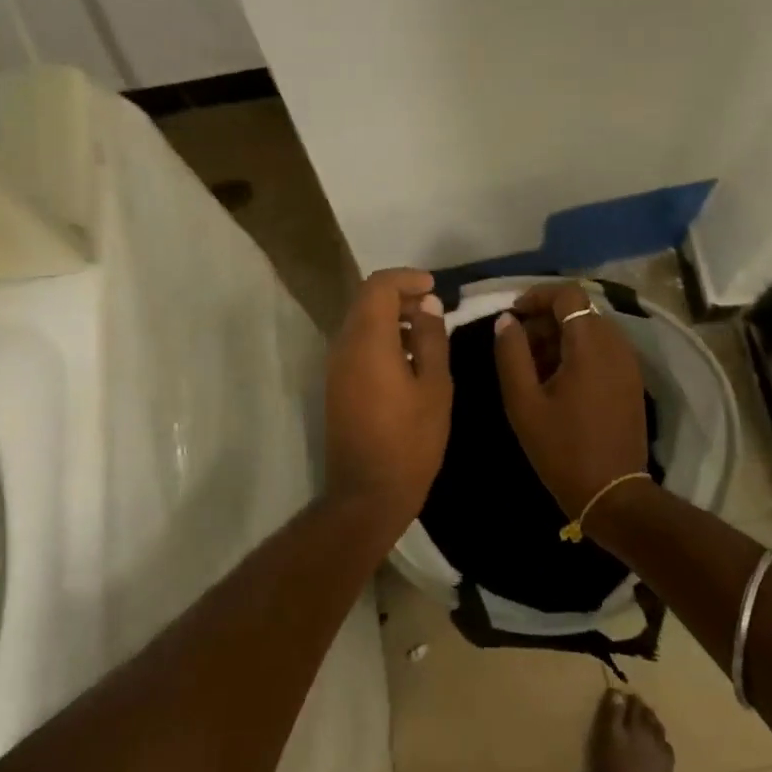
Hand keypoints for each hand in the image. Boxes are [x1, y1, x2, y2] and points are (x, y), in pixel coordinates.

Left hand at [324, 268, 451, 537]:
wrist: (367, 493)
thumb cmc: (410, 440)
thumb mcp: (435, 387)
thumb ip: (431, 339)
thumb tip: (427, 305)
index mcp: (368, 341)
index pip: (378, 286)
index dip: (406, 278)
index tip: (434, 287)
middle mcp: (344, 346)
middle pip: (366, 301)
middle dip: (400, 295)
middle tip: (434, 307)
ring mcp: (335, 367)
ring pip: (360, 322)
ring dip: (390, 317)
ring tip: (426, 332)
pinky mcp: (336, 385)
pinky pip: (356, 345)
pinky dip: (381, 338)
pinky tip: (408, 357)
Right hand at [493, 281, 650, 519]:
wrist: (613, 493)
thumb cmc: (562, 448)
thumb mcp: (523, 402)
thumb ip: (511, 354)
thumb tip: (506, 320)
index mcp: (590, 344)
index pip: (568, 294)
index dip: (537, 297)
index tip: (513, 316)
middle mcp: (615, 345)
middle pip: (580, 310)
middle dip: (545, 320)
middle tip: (518, 347)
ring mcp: (628, 363)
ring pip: (591, 330)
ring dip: (561, 337)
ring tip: (533, 367)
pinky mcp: (631, 381)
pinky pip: (603, 350)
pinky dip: (578, 352)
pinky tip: (557, 382)